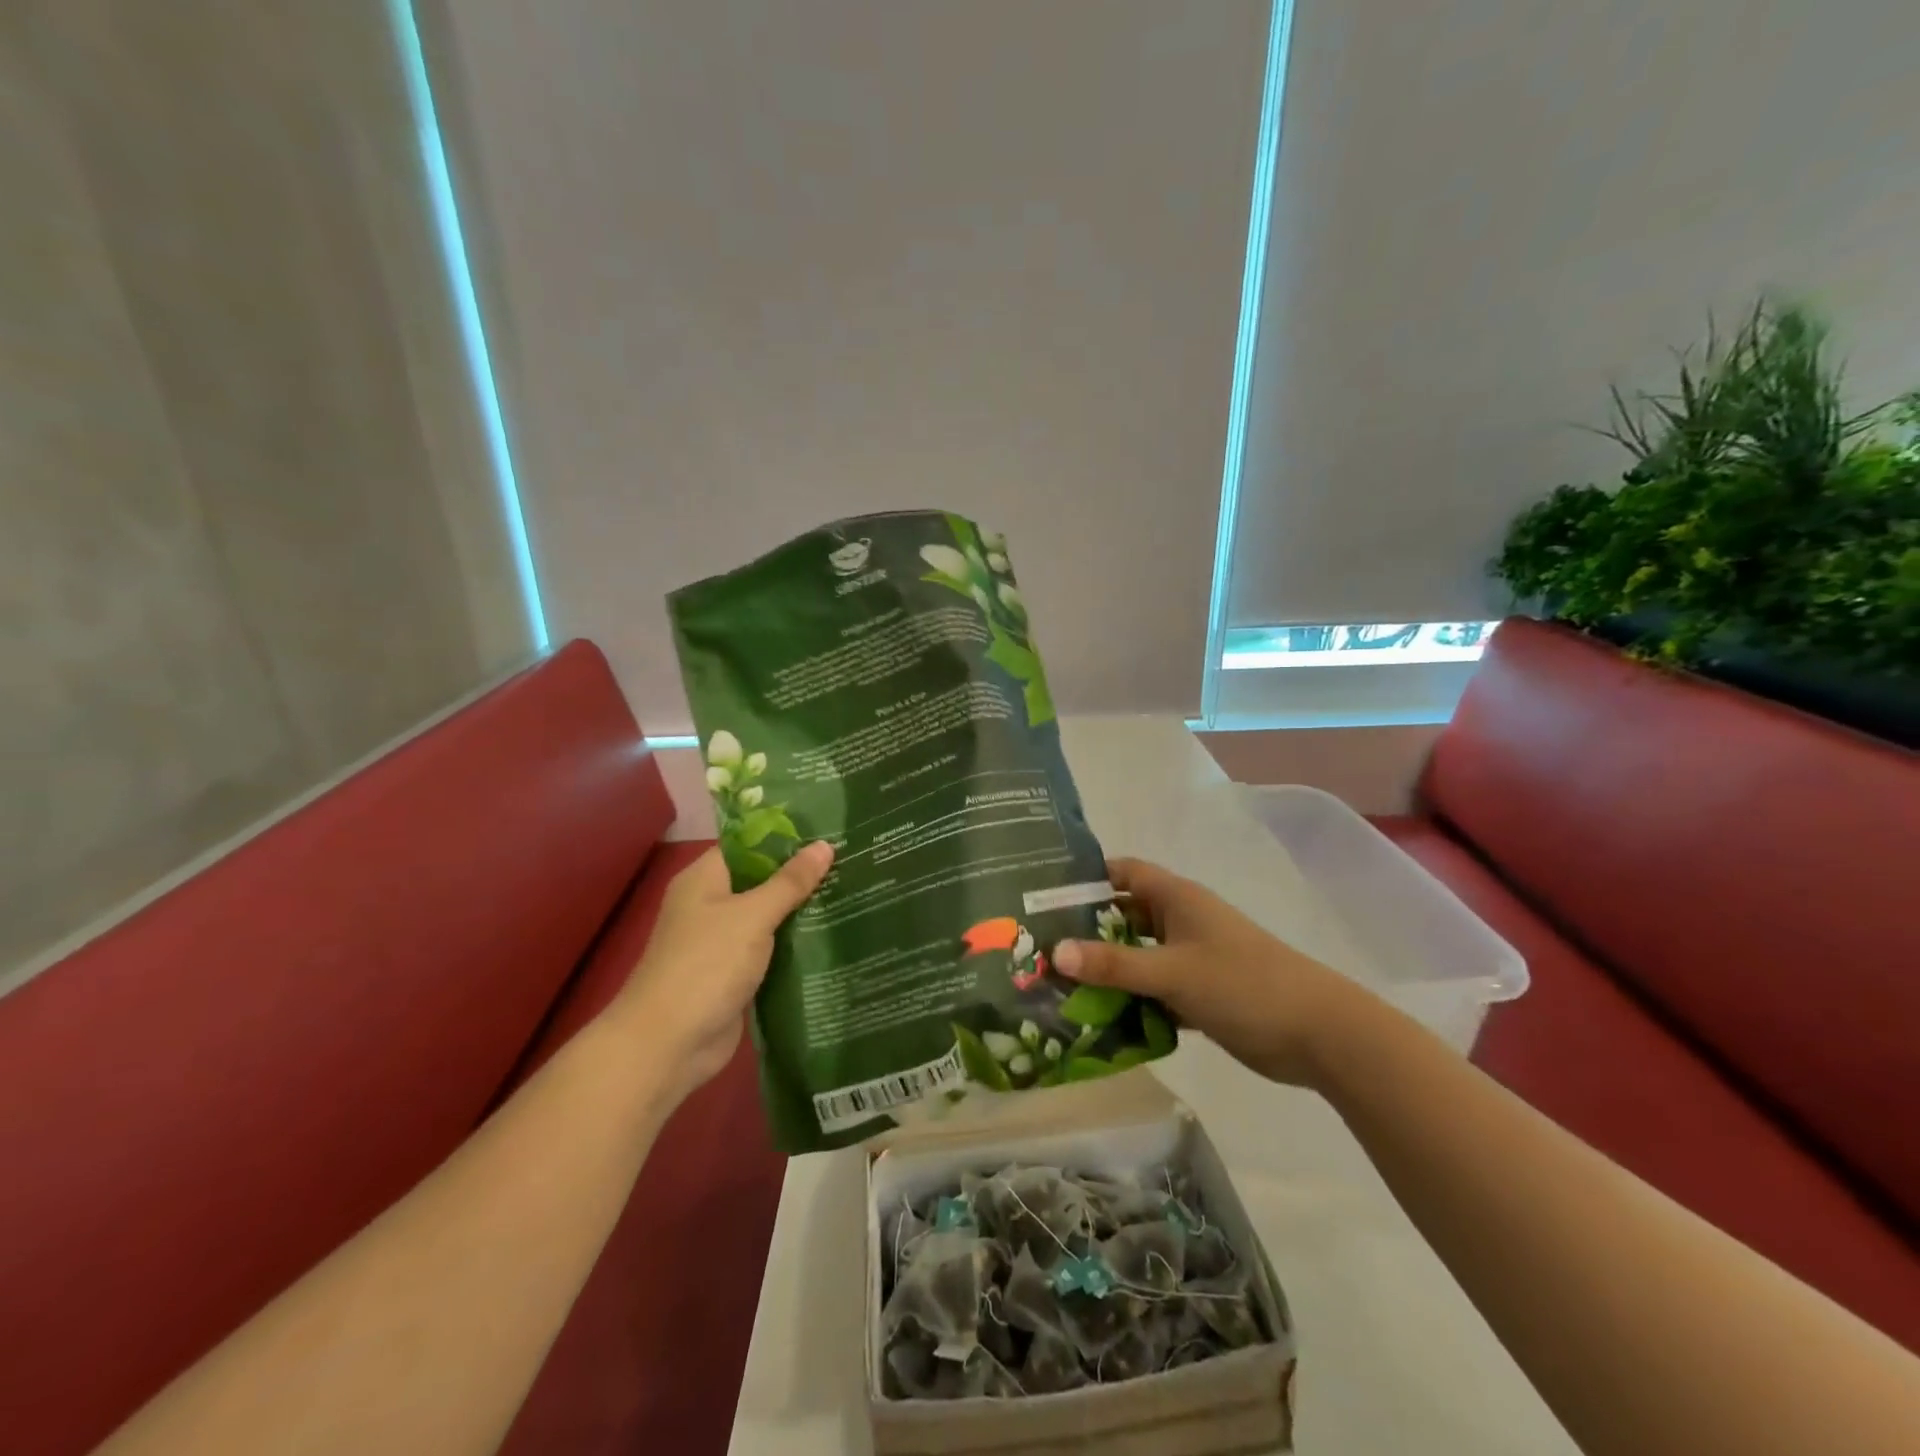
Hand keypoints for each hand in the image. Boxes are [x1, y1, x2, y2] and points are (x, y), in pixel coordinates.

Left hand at [608, 841, 834, 1098]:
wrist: (668, 1045)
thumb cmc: (706, 965)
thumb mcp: (753, 916)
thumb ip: (790, 882)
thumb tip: (825, 845)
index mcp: (705, 879)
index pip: (748, 844)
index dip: (786, 837)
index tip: (829, 831)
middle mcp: (711, 904)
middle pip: (761, 880)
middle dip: (801, 875)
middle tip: (850, 862)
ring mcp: (722, 941)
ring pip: (769, 916)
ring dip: (802, 911)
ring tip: (851, 892)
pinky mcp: (735, 973)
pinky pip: (770, 949)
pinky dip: (795, 944)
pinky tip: (832, 935)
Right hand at [1051, 857, 1370, 1087]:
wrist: (1318, 1033)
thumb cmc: (1243, 984)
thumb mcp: (1172, 971)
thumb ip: (1114, 963)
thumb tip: (1055, 952)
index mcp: (1177, 898)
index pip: (1122, 873)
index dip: (1086, 878)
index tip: (1043, 895)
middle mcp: (1180, 921)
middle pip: (1123, 916)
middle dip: (1086, 930)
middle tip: (1037, 946)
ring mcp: (1191, 958)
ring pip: (1137, 956)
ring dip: (1106, 970)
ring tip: (1055, 985)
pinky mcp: (1199, 993)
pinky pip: (1152, 990)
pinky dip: (1129, 1000)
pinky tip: (1096, 1019)